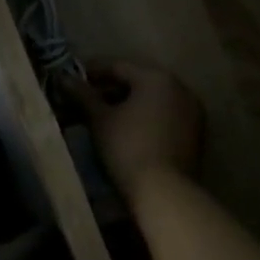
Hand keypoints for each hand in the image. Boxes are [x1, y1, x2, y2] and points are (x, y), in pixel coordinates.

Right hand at [69, 60, 203, 197]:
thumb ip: (83, 95)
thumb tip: (64, 78)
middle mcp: (179, 87)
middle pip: (138, 81)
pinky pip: (165, 116)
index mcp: (157, 77)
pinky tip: (127, 132)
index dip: (92, 71)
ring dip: (128, 105)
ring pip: (152, 100)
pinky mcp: (195, 134)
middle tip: (85, 101)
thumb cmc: (128, 147)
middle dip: (110, 90)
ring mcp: (191, 111)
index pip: (118, 66)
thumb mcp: (100, 120)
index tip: (73, 79)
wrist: (164, 192)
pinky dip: (146, 118)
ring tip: (103, 118)